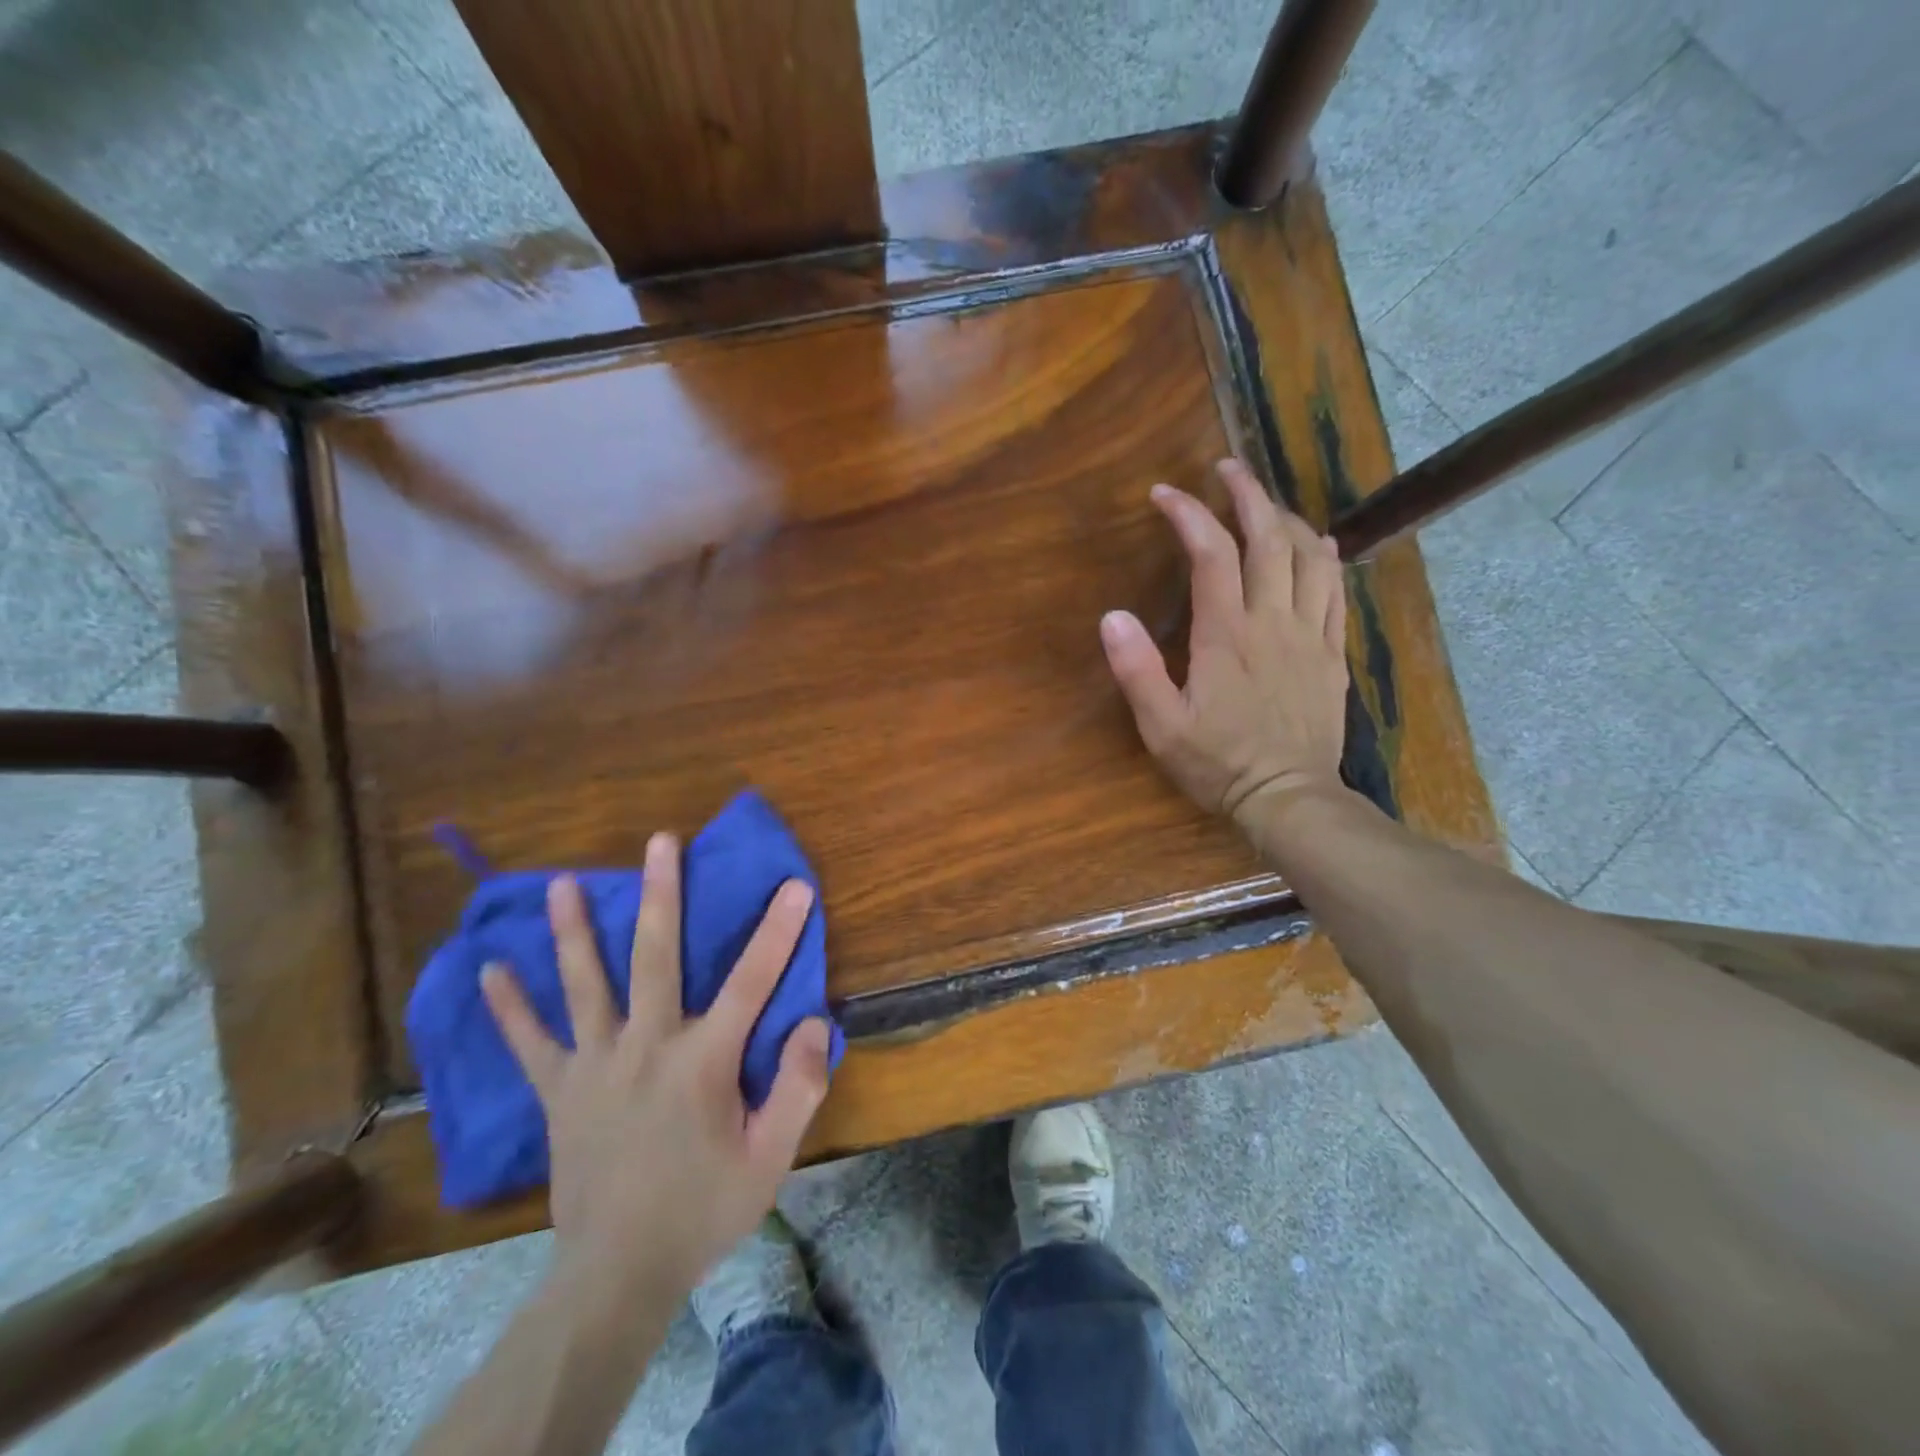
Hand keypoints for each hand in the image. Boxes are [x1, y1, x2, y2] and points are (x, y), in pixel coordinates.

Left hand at [481, 835, 831, 1297]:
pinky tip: (489, 971)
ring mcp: (596, 1066)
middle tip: (660, 842)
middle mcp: (647, 1046)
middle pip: (656, 957)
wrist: (617, 1275)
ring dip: (573, 932)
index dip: (778, 930)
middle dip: (661, 894)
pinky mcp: (560, 1093)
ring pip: (585, 986)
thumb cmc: (703, 1210)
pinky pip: (530, 1044)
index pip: (752, 981)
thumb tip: (813, 1023)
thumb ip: (796, 1088)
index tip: (794, 885)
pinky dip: (509, 1008)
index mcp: (703, 1061)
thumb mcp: (770, 1158)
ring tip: (561, 884)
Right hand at [1101, 458, 1349, 826]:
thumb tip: (1111, 616)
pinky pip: (1337, 593)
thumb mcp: (1162, 727)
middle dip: (1247, 495)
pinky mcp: (1332, 655)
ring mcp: (1310, 635)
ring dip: (1287, 519)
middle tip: (1226, 469)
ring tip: (1266, 503)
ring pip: (1309, 558)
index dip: (1190, 514)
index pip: (1212, 554)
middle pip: (1268, 539)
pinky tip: (1318, 545)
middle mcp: (1273, 622)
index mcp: (1227, 635)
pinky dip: (1326, 559)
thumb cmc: (1218, 764)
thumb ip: (1136, 670)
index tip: (1165, 493)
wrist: (1288, 798)